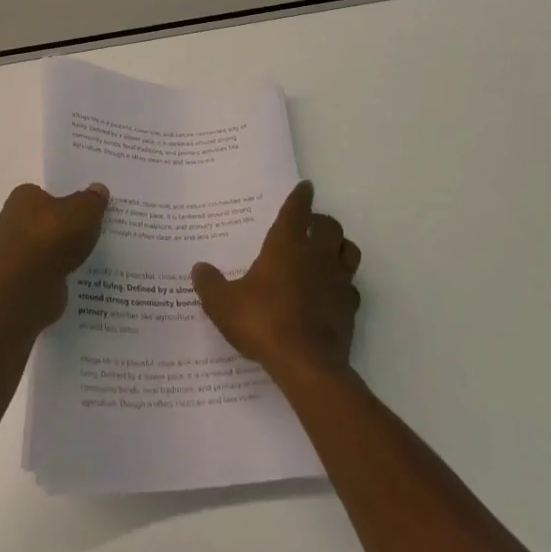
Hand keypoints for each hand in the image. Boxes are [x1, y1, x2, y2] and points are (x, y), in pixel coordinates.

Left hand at [0, 182, 109, 325]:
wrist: (26, 287)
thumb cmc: (52, 237)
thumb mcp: (84, 210)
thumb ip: (92, 200)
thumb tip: (98, 189)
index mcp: (22, 197)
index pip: (44, 193)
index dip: (64, 200)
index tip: (84, 210)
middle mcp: (11, 221)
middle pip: (44, 221)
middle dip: (63, 228)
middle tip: (91, 233)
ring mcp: (12, 253)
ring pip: (44, 248)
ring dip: (60, 254)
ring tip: (88, 258)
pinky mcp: (17, 280)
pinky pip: (43, 272)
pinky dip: (56, 274)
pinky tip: (76, 278)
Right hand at [192, 181, 360, 382]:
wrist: (306, 364)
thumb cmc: (263, 322)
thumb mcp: (223, 304)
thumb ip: (210, 284)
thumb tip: (199, 269)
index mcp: (286, 245)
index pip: (297, 210)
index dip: (300, 196)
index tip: (305, 187)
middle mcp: (316, 255)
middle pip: (330, 225)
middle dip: (321, 221)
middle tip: (310, 225)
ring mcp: (338, 280)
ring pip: (349, 250)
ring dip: (339, 246)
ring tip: (326, 252)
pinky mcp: (350, 307)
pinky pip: (351, 286)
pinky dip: (343, 283)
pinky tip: (331, 292)